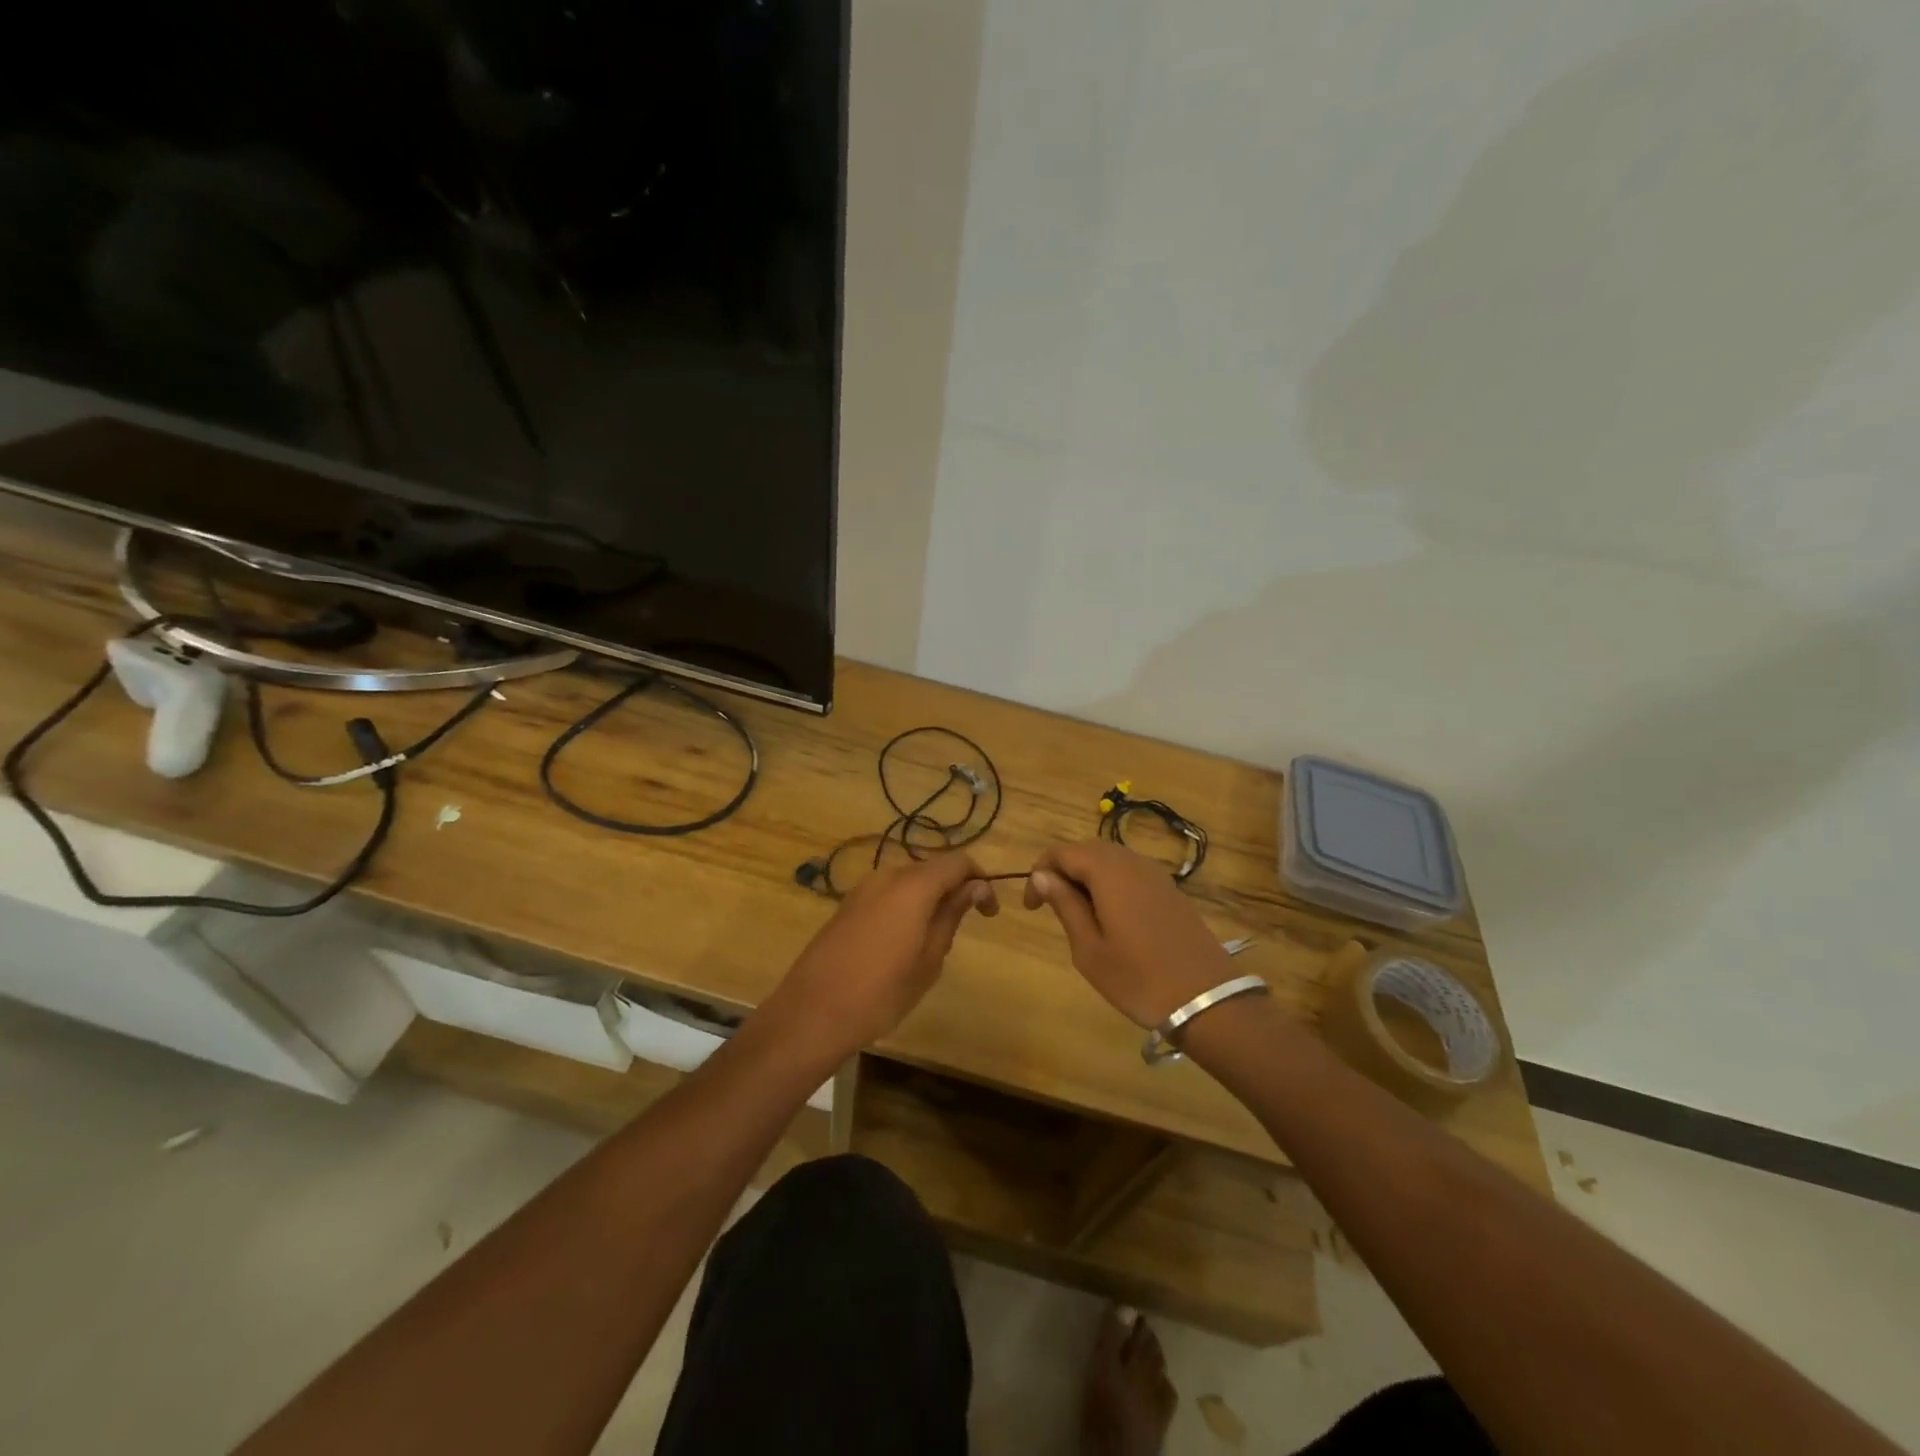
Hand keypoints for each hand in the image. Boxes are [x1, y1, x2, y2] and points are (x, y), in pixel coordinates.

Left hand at [764, 852, 998, 1062]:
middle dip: (953, 889)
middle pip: (931, 868)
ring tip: (934, 938)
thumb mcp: (929, 958)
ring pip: (907, 881)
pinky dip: (904, 906)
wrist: (813, 1012)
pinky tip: (902, 942)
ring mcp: (862, 889)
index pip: (958, 862)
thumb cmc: (882, 991)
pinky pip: (886, 894)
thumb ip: (952, 915)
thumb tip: (975, 887)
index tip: (989, 912)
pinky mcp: (846, 906)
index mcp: (913, 885)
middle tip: (964, 926)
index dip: (979, 879)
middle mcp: (886, 876)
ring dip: (928, 898)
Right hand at [1023, 841, 1233, 1027]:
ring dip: (1087, 876)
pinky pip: (1131, 872)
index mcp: (1108, 872)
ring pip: (1110, 859)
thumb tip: (1041, 875)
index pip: (1062, 852)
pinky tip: (1110, 916)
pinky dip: (1110, 883)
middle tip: (1051, 906)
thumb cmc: (1138, 978)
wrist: (1206, 999)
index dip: (1040, 872)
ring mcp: (1155, 874)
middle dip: (1063, 870)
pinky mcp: (1170, 890)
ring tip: (1078, 913)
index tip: (1032, 907)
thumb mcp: (1089, 948)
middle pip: (1087, 849)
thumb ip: (1065, 905)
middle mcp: (1132, 862)